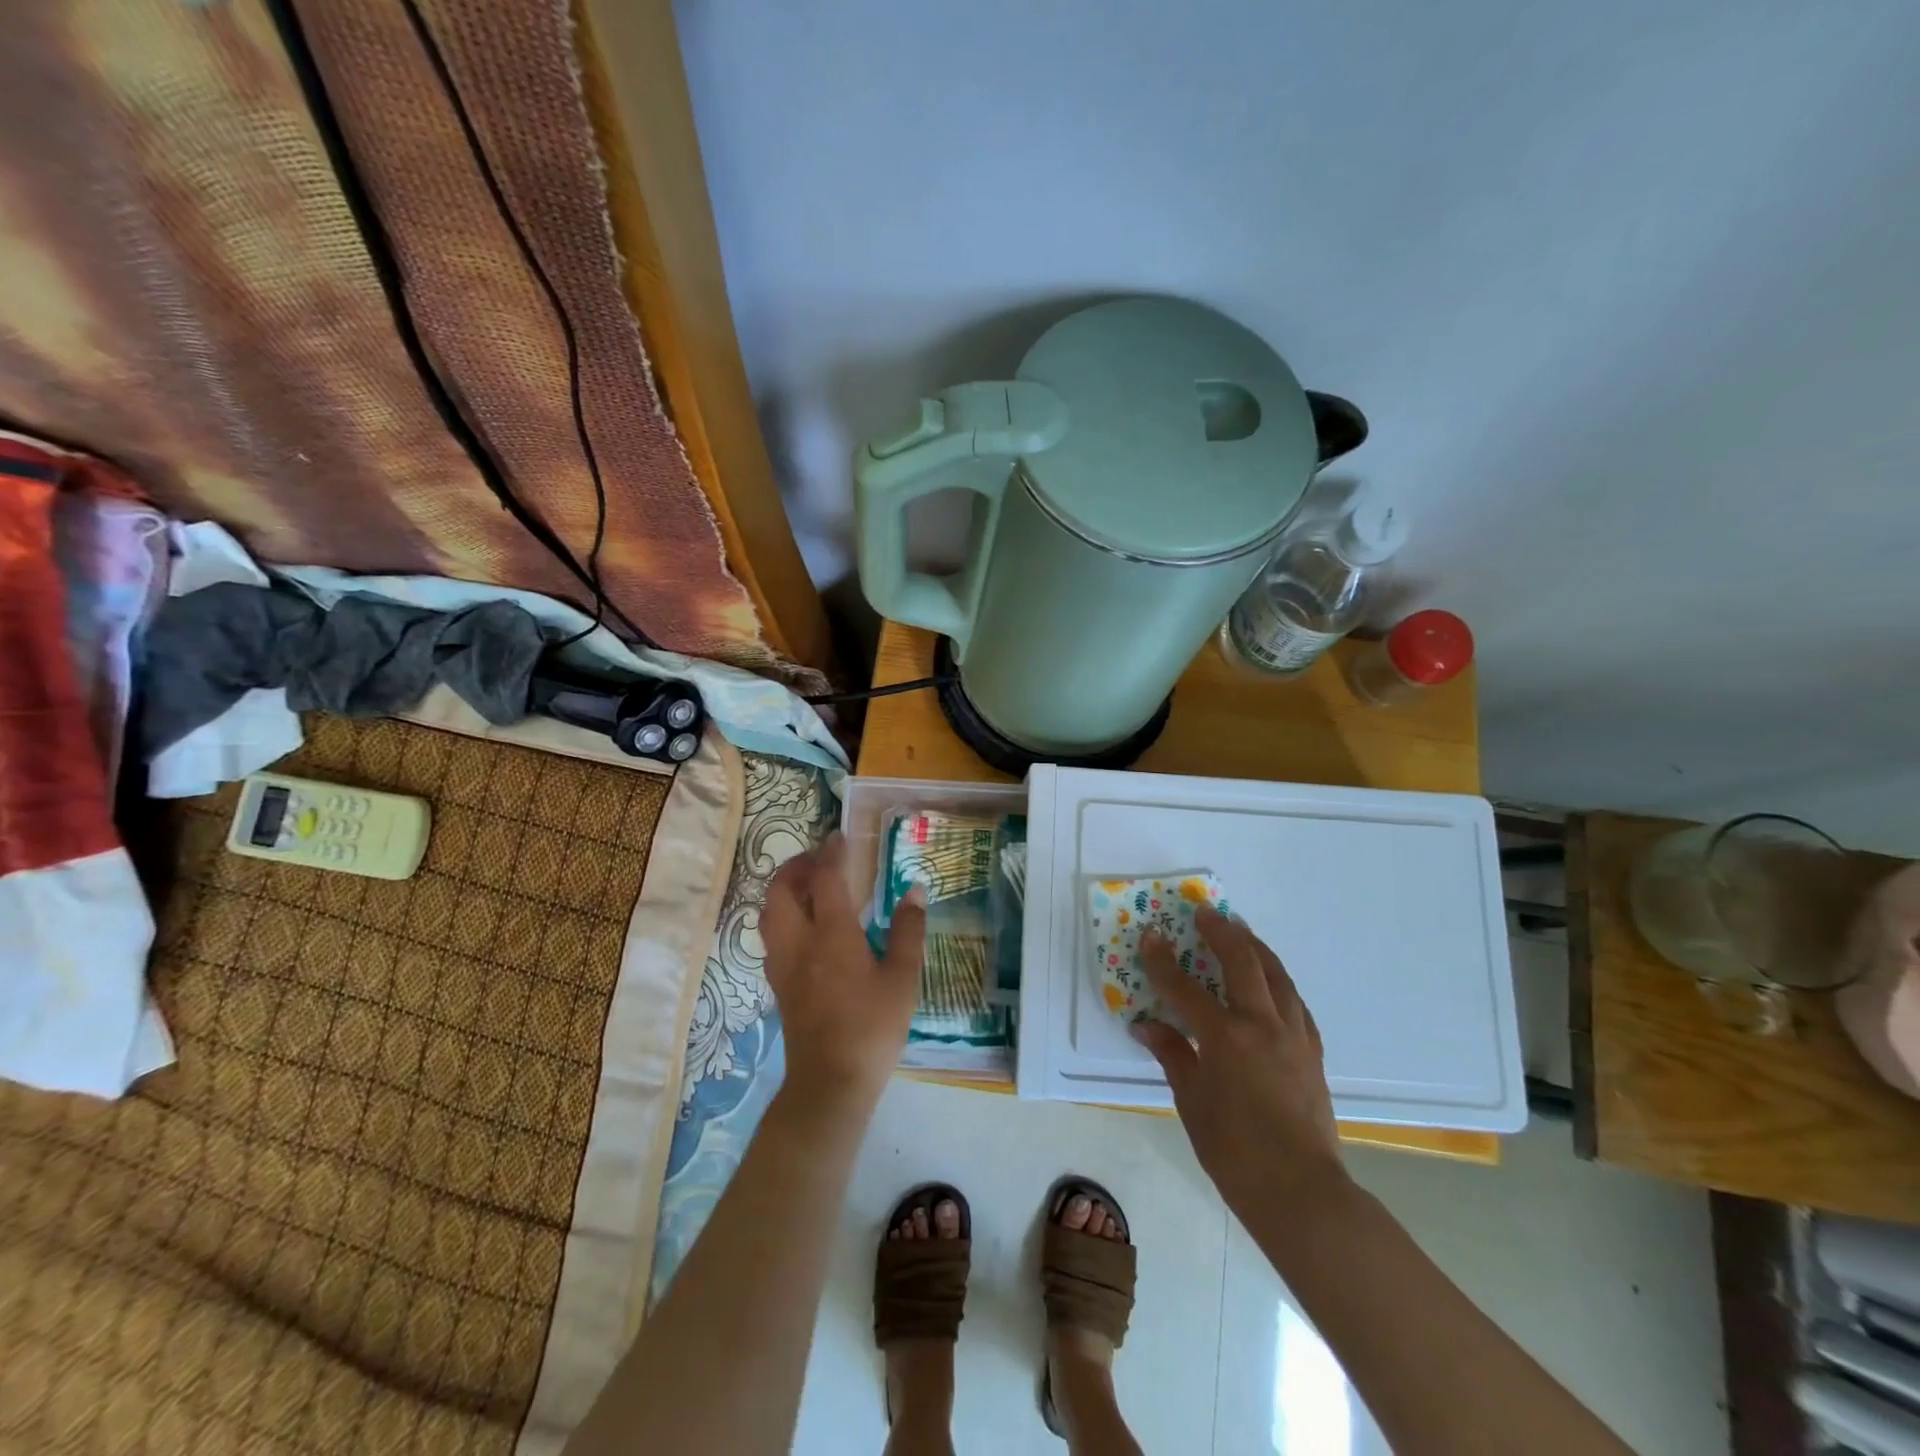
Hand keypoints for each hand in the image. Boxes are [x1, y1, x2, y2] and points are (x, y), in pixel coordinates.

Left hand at [761, 833, 925, 1117]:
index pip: (826, 879)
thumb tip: (914, 890)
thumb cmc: (872, 1026)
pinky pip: (771, 937)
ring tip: (807, 887)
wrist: (831, 1082)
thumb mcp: (902, 978)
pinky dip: (782, 917)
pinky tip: (803, 928)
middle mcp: (798, 942)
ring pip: (769, 913)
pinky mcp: (778, 985)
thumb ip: (908, 930)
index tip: (838, 836)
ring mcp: (782, 965)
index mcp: (831, 934)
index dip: (831, 853)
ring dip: (783, 890)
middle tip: (818, 859)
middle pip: (781, 891)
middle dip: (795, 867)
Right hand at [1134, 907, 1348, 1221]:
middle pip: (1242, 962)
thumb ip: (1172, 1055)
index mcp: (1225, 1037)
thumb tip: (1146, 1027)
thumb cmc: (1235, 1152)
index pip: (1185, 987)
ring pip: (1276, 975)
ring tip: (1240, 931)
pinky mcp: (1312, 1051)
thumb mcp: (1191, 1102)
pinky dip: (1278, 982)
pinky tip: (1272, 982)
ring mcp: (1293, 1035)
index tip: (1151, 937)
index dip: (1163, 961)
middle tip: (1205, 913)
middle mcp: (1261, 1024)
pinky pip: (1295, 1002)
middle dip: (1221, 932)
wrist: (1302, 1192)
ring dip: (1255, 947)